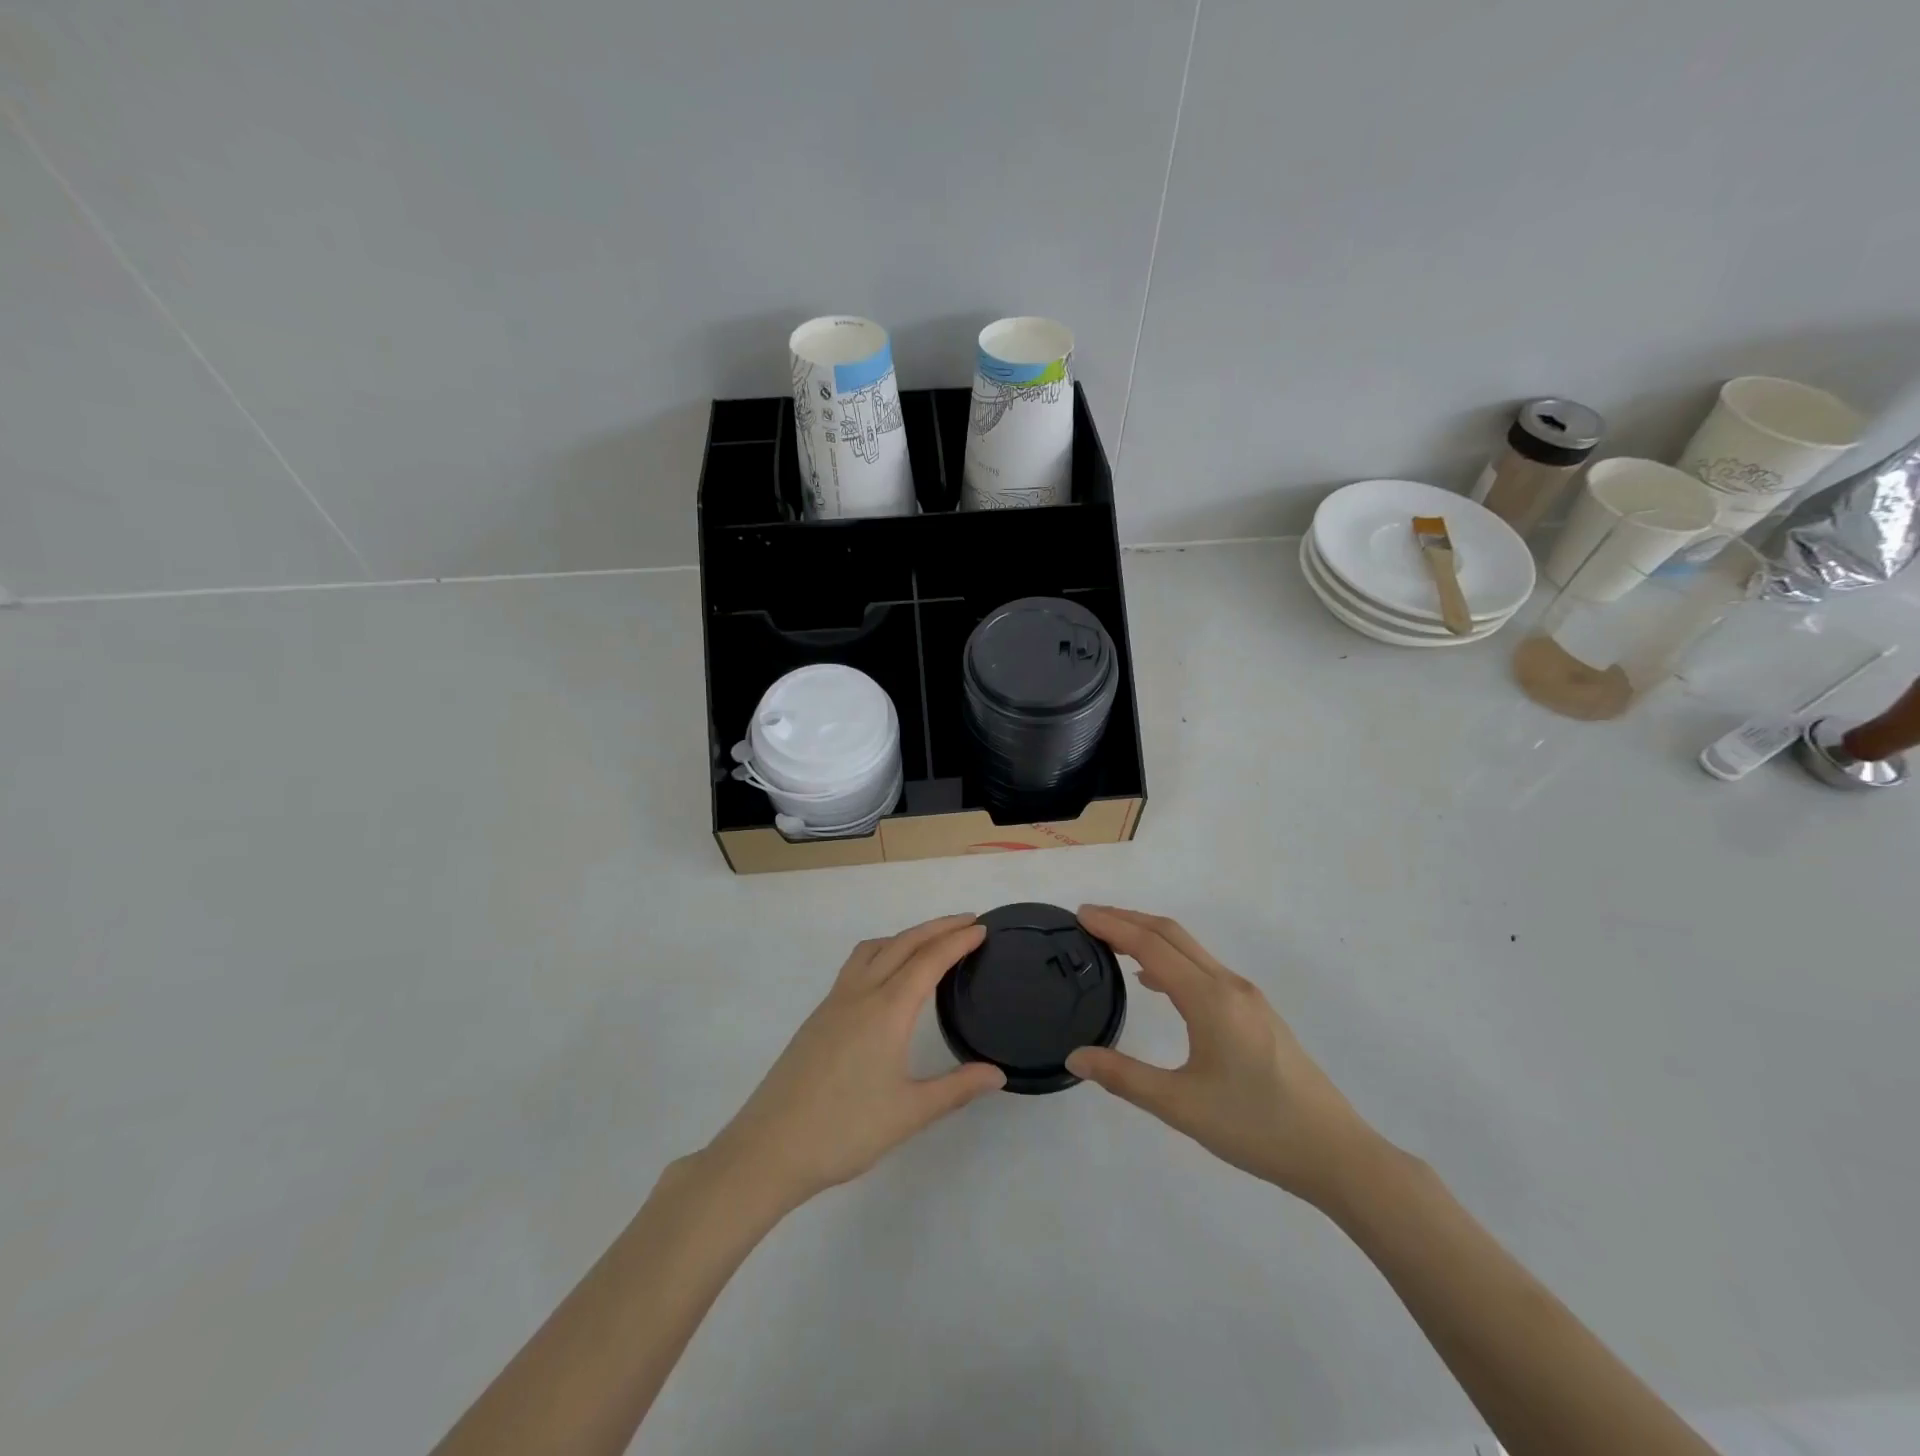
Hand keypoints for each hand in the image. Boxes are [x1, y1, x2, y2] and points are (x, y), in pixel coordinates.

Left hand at [705, 915, 1003, 1211]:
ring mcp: (834, 1002)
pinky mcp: (818, 1016)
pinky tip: (887, 980)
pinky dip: (882, 953)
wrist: (769, 1148)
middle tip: (967, 922)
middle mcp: (860, 994)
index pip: (929, 961)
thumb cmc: (844, 1130)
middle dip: (937, 928)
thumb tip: (998, 1073)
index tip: (982, 928)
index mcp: (887, 1010)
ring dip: (905, 936)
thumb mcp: (910, 1113)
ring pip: (874, 949)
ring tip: (929, 944)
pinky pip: (856, 966)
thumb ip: (957, 1088)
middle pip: (902, 944)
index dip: (957, 941)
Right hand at [1066, 906, 1384, 1208]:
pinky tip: (1156, 984)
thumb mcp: (1180, 1106)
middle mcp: (1229, 985)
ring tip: (1114, 943)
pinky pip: (1204, 970)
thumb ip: (1123, 1078)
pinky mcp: (1257, 1014)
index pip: (1151, 946)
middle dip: (1129, 920)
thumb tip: (1075, 1057)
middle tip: (1089, 919)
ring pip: (1191, 950)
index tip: (1080, 915)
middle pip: (1172, 935)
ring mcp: (1247, 998)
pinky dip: (1172, 961)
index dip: (1113, 925)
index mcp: (1209, 998)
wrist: (1335, 1153)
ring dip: (1151, 938)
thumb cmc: (1255, 1127)